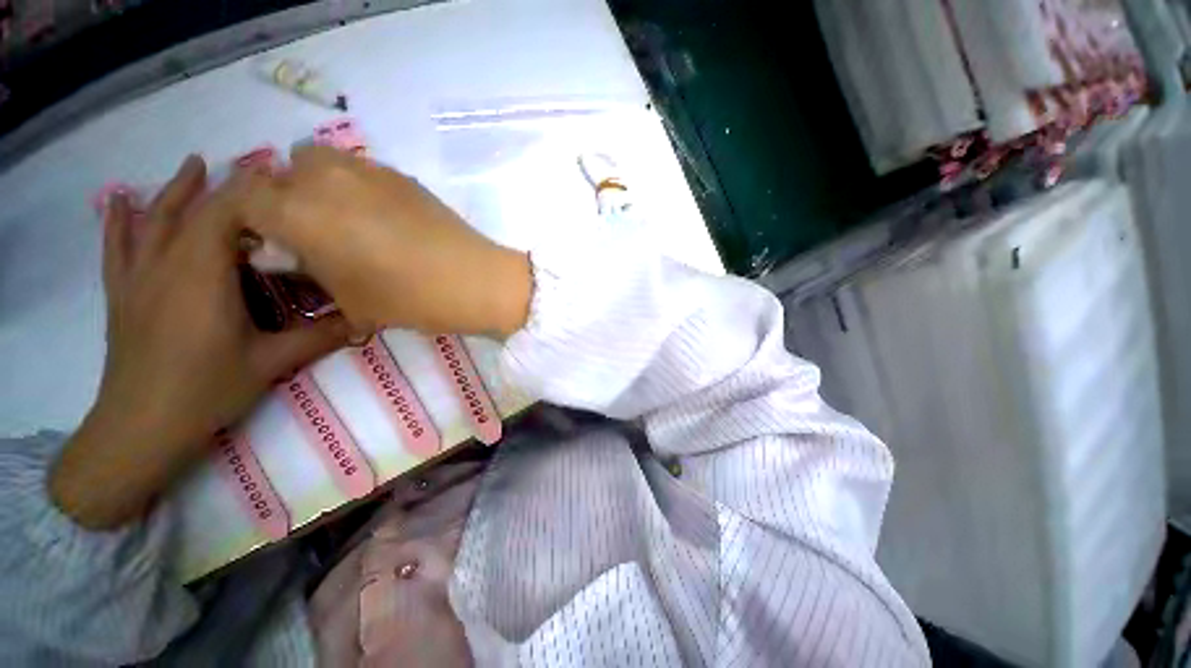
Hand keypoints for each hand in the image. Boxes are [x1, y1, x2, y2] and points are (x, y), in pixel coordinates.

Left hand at [50, 156, 349, 529]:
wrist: (140, 428)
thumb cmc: (207, 391)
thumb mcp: (272, 363)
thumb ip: (320, 336)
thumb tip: (366, 320)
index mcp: (203, 277)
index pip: (227, 215)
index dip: (255, 191)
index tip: (284, 176)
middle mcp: (167, 266)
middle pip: (194, 211)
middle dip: (226, 186)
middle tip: (257, 168)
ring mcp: (139, 278)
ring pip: (154, 220)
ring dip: (175, 190)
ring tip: (194, 163)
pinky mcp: (123, 294)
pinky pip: (118, 247)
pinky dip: (119, 220)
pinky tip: (119, 199)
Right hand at [239, 146, 532, 338]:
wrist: (474, 280)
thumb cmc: (410, 298)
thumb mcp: (348, 299)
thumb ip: (310, 270)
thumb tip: (293, 253)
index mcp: (298, 212)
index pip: (243, 196)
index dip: (247, 216)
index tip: (264, 238)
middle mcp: (325, 178)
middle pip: (282, 170)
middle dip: (283, 196)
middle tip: (308, 230)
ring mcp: (368, 170)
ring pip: (321, 160)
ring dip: (318, 183)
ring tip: (345, 220)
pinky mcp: (402, 175)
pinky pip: (360, 168)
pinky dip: (354, 184)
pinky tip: (381, 216)